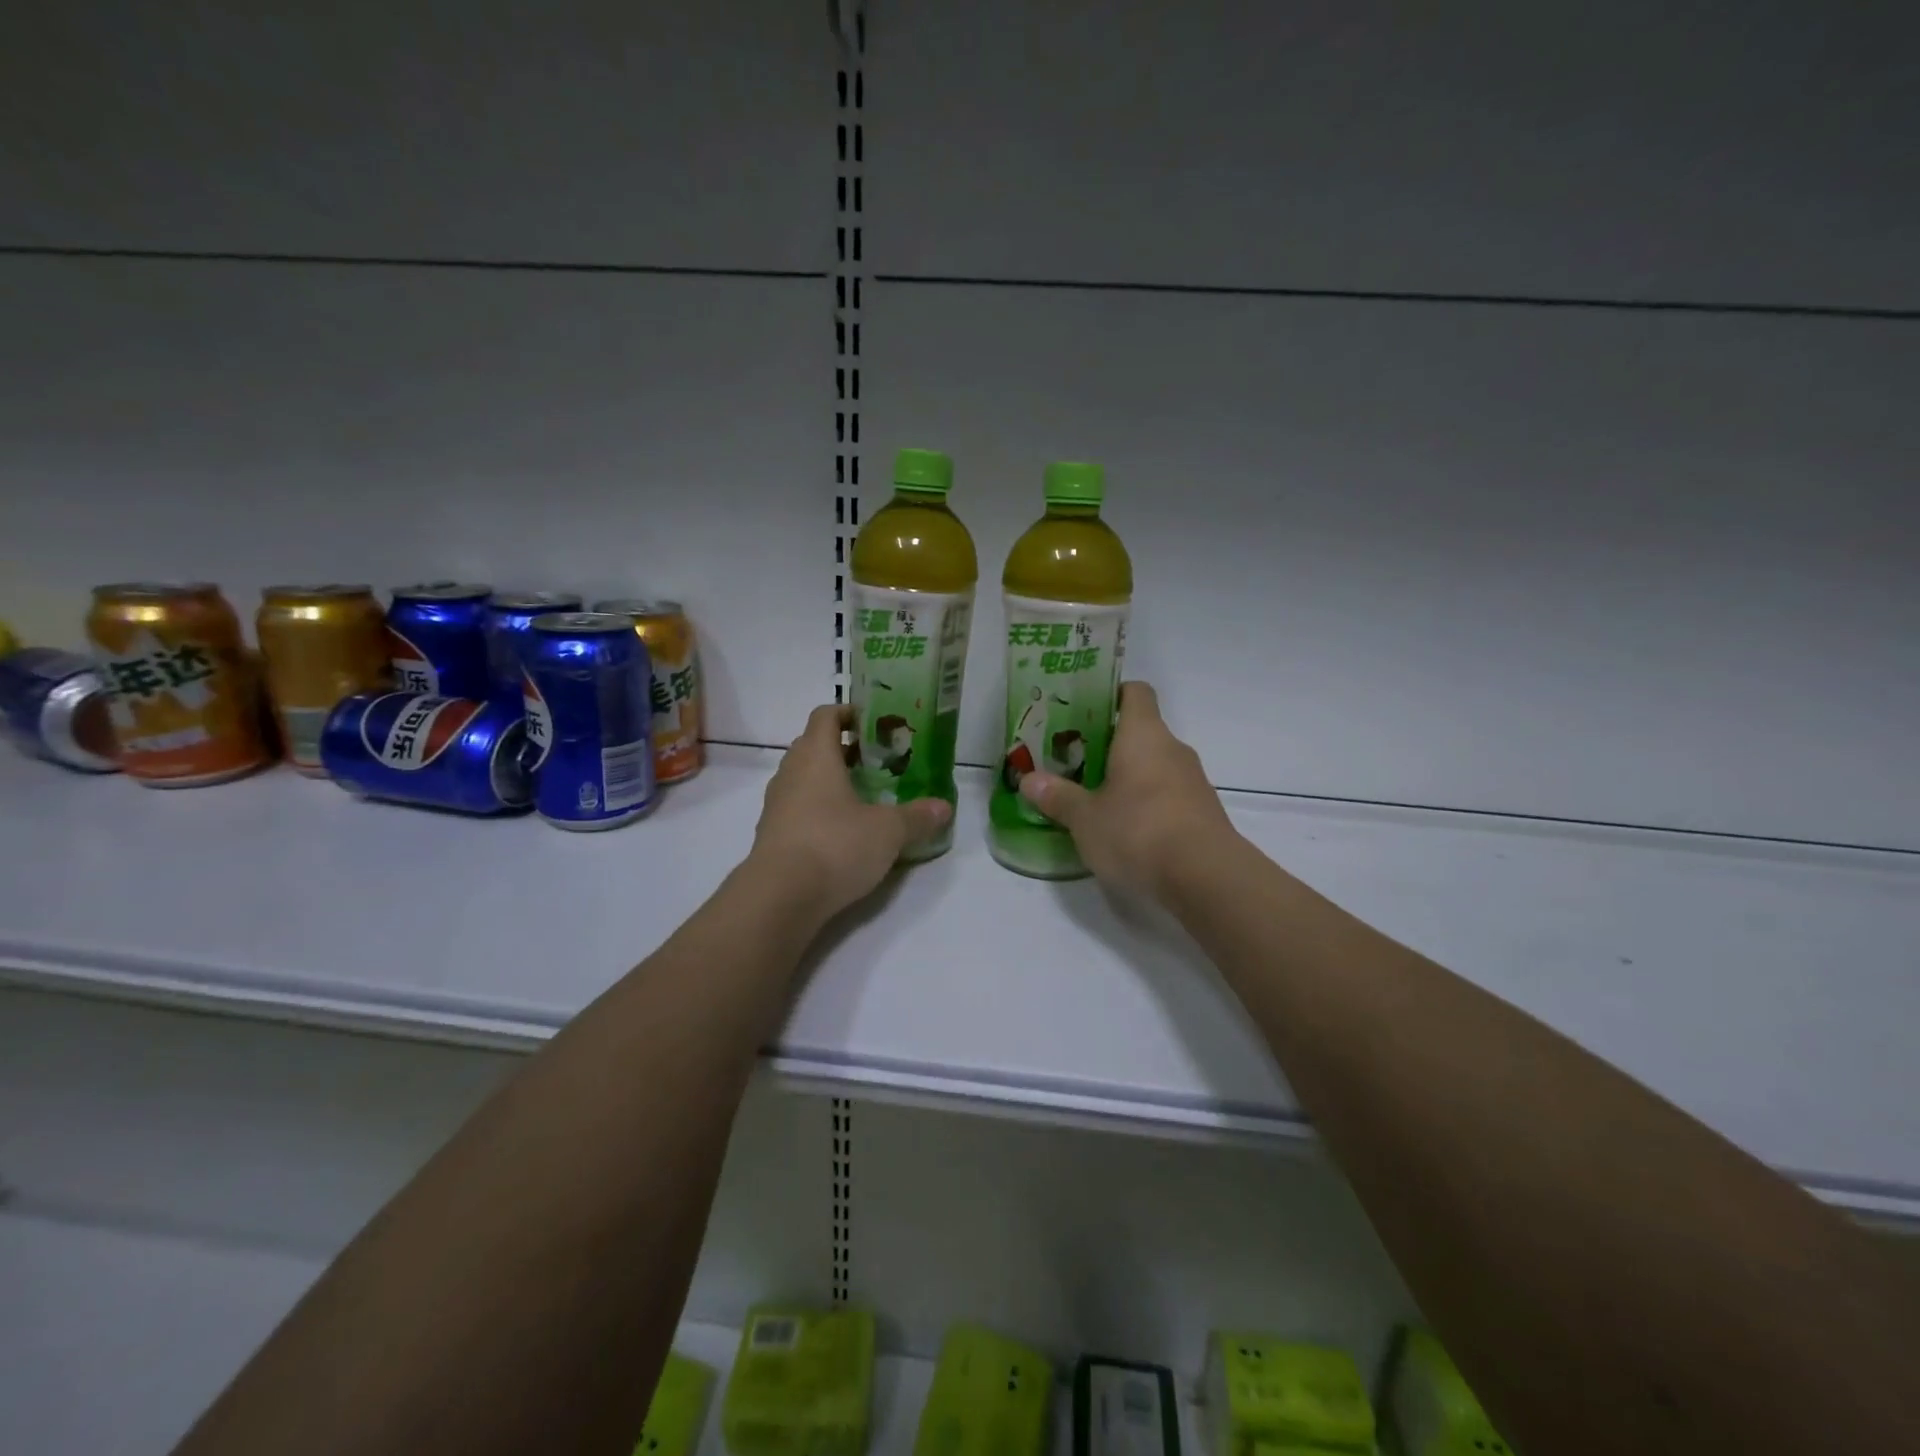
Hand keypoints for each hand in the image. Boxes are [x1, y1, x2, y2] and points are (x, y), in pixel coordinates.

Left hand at [750, 704, 951, 915]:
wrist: (779, 898)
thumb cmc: (835, 846)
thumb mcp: (888, 831)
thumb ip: (917, 816)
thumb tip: (944, 807)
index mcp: (816, 756)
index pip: (826, 716)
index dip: (849, 713)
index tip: (874, 723)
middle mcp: (791, 773)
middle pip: (814, 746)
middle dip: (845, 750)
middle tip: (878, 762)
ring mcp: (776, 805)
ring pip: (805, 779)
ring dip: (831, 781)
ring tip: (865, 797)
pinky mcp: (772, 835)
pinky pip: (798, 809)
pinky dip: (820, 810)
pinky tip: (845, 832)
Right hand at [1016, 681, 1235, 898]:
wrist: (1206, 878)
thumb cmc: (1138, 831)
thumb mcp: (1085, 818)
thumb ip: (1058, 797)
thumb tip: (1029, 780)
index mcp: (1143, 735)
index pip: (1135, 692)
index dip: (1111, 694)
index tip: (1084, 711)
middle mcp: (1172, 749)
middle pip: (1141, 731)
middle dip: (1109, 744)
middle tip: (1074, 761)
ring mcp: (1193, 781)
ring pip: (1155, 765)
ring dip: (1128, 776)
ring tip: (1095, 798)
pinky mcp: (1203, 812)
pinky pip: (1168, 795)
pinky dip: (1147, 803)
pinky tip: (1125, 830)